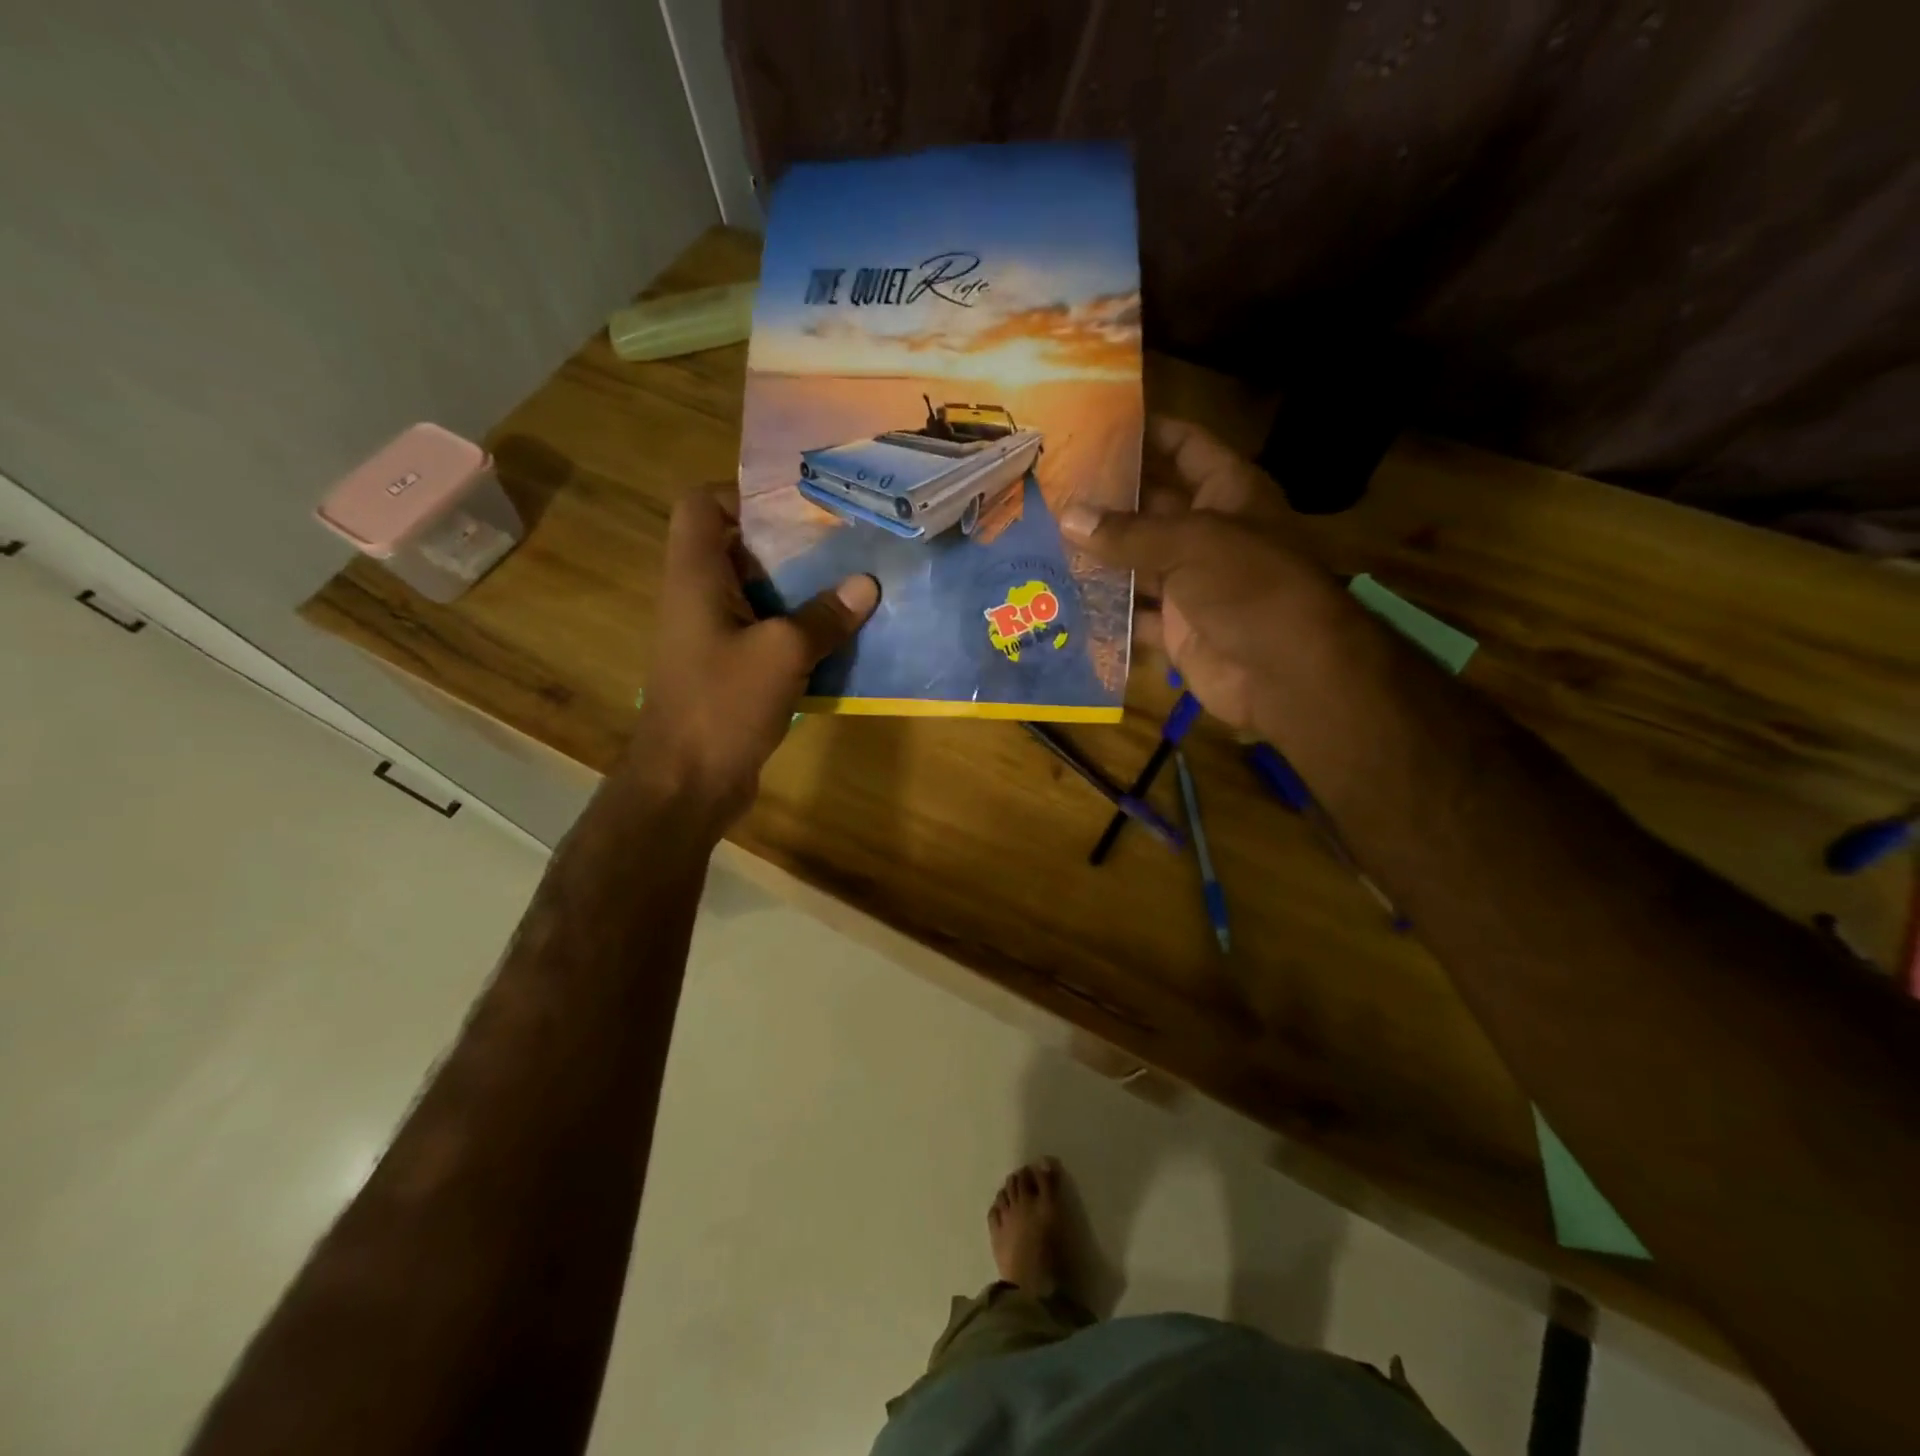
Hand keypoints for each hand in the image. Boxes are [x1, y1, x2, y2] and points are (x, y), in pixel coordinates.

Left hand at [620, 487, 877, 829]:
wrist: (686, 784)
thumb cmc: (722, 706)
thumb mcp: (782, 654)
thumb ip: (824, 617)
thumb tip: (867, 585)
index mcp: (695, 576)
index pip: (702, 505)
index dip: (743, 493)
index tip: (797, 505)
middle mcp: (697, 597)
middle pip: (737, 546)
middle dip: (789, 542)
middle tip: (843, 541)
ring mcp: (711, 635)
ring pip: (756, 592)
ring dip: (799, 589)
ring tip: (852, 581)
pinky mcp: (727, 669)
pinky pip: (764, 632)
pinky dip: (797, 628)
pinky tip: (840, 635)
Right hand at [1063, 417, 1342, 734]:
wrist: (1286, 673)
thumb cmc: (1251, 587)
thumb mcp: (1191, 544)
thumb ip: (1128, 532)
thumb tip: (1068, 516)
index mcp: (1228, 493)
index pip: (1185, 447)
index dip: (1147, 433)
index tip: (1094, 426)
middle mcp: (1208, 532)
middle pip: (1151, 506)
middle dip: (1105, 498)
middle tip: (1050, 487)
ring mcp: (1192, 583)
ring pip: (1136, 562)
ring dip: (1097, 555)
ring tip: (1041, 537)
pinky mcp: (1176, 627)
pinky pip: (1132, 614)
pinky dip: (1103, 611)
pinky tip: (1061, 597)